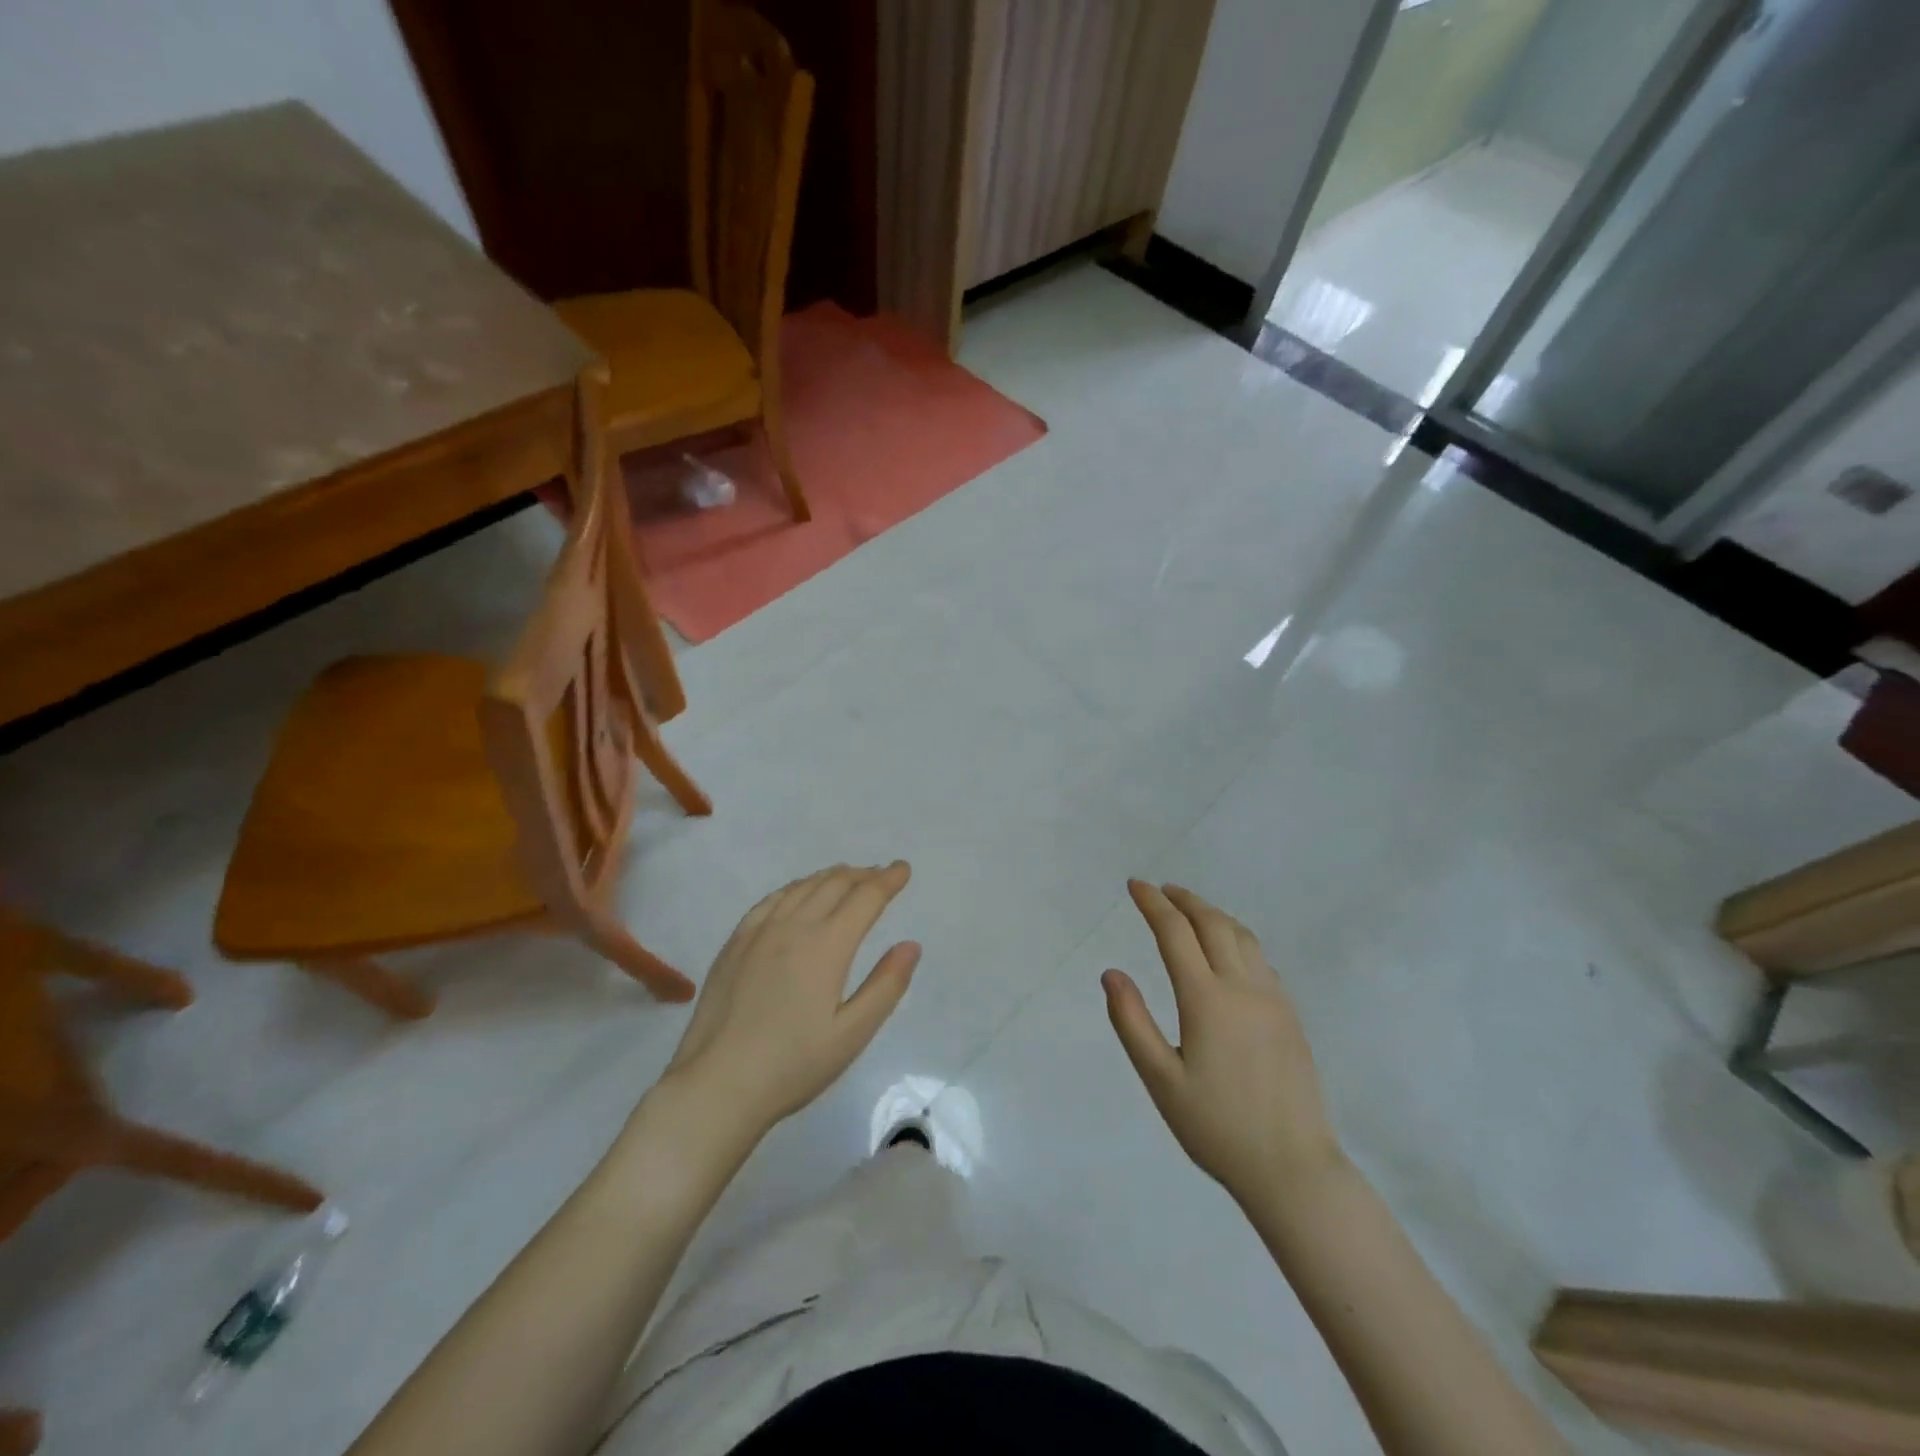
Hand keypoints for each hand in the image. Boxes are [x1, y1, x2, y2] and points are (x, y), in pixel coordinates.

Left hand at [663, 862, 920, 1136]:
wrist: (717, 1085)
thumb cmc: (792, 1065)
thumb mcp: (852, 1034)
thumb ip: (886, 986)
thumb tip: (911, 945)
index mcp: (827, 945)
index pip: (865, 898)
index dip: (888, 880)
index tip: (903, 869)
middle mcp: (794, 926)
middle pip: (834, 884)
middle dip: (863, 875)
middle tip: (881, 874)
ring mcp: (759, 931)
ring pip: (802, 887)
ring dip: (830, 877)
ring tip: (847, 877)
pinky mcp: (735, 943)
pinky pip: (770, 900)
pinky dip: (794, 888)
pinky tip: (797, 894)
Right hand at [1104, 881, 1339, 1203]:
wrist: (1293, 1168)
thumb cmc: (1217, 1127)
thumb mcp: (1160, 1080)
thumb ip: (1131, 1022)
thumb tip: (1111, 973)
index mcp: (1206, 999)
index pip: (1175, 932)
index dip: (1153, 903)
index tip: (1135, 885)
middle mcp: (1243, 987)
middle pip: (1213, 923)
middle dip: (1184, 900)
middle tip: (1160, 889)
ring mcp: (1273, 998)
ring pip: (1242, 936)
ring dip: (1213, 914)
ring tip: (1191, 910)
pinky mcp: (1290, 1015)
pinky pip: (1261, 958)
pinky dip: (1237, 937)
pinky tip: (1228, 950)